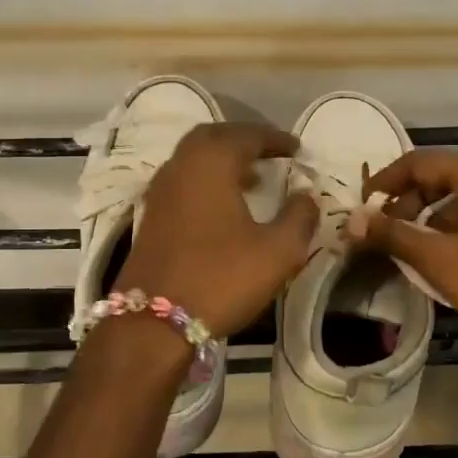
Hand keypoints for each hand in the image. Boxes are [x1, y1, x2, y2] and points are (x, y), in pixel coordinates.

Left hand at [115, 123, 319, 338]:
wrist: (153, 322)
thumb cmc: (220, 278)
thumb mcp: (277, 251)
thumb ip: (299, 217)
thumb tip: (306, 194)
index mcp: (211, 162)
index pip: (247, 135)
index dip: (276, 139)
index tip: (297, 148)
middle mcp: (181, 165)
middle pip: (214, 137)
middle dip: (244, 140)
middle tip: (271, 153)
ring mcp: (160, 190)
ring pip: (194, 158)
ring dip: (223, 160)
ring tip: (254, 177)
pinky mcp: (151, 215)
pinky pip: (183, 180)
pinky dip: (206, 179)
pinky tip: (225, 204)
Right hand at [351, 150, 457, 342]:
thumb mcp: (440, 259)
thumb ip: (393, 236)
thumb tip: (351, 221)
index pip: (421, 161)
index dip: (387, 180)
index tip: (364, 204)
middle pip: (444, 178)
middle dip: (409, 201)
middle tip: (386, 230)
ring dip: (432, 218)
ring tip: (413, 248)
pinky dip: (457, 228)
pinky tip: (447, 258)